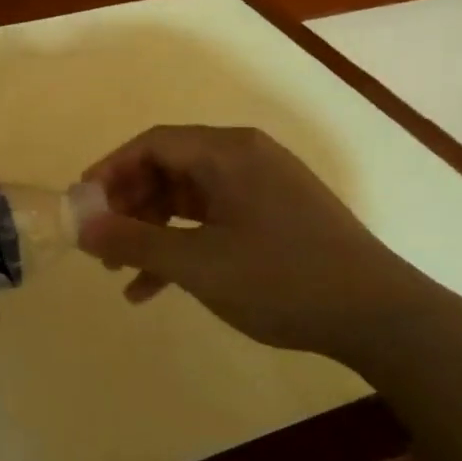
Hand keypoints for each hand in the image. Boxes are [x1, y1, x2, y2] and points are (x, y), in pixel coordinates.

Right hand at [78, 125, 443, 364]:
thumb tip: (82, 225)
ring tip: (121, 270)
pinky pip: (214, 219)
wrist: (379, 316)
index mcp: (228, 152)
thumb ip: (135, 241)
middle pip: (170, 168)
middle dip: (129, 205)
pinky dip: (184, 245)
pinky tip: (156, 288)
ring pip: (189, 198)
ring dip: (153, 231)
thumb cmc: (281, 279)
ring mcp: (263, 188)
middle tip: (100, 241)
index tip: (82, 203)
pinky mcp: (275, 217)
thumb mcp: (198, 263)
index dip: (110, 169)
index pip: (154, 143)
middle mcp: (245, 159)